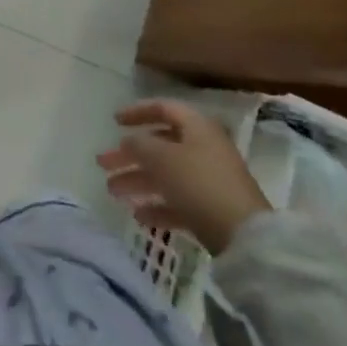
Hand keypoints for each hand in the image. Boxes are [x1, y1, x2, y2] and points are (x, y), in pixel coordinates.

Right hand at [97, 99, 270, 256]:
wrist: (244, 236)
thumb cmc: (199, 183)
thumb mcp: (161, 158)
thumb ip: (139, 144)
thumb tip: (129, 141)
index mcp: (196, 127)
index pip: (163, 108)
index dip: (137, 112)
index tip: (113, 121)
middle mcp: (203, 148)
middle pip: (160, 145)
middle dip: (129, 154)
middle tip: (102, 164)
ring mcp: (209, 180)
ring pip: (166, 174)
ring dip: (137, 181)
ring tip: (112, 191)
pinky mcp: (212, 209)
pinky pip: (178, 201)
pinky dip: (157, 206)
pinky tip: (138, 216)